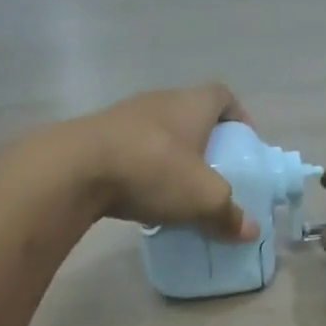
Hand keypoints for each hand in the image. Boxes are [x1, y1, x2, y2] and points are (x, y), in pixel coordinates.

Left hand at [64, 83, 259, 240]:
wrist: (74, 169)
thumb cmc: (153, 170)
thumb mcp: (203, 198)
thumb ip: (229, 214)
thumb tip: (251, 231)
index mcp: (191, 104)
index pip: (223, 95)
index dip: (238, 116)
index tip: (243, 144)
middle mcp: (159, 101)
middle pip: (190, 114)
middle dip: (205, 142)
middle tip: (213, 173)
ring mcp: (123, 116)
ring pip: (158, 132)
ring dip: (171, 156)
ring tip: (178, 189)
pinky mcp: (96, 136)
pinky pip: (131, 149)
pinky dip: (142, 168)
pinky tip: (142, 195)